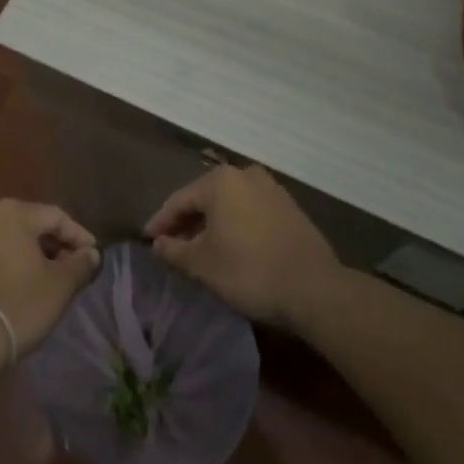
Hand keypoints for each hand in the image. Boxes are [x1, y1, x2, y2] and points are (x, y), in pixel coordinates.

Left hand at [0, 200, 100, 365]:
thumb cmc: (19, 304)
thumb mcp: (61, 285)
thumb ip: (81, 263)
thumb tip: (90, 254)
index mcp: (12, 212)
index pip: (57, 216)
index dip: (80, 236)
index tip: (94, 257)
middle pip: (31, 224)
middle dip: (55, 245)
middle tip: (74, 268)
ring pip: (11, 239)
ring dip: (33, 255)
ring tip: (50, 278)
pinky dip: (11, 263)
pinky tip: (22, 285)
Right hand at [144, 165, 341, 331]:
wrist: (314, 288)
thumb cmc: (248, 270)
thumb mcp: (202, 264)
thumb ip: (174, 250)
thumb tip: (158, 244)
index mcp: (220, 181)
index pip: (180, 200)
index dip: (161, 222)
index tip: (149, 240)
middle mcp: (246, 175)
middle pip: (206, 198)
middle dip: (188, 222)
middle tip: (173, 245)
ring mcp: (272, 189)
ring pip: (230, 204)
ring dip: (213, 224)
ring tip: (201, 248)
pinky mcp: (291, 208)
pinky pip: (251, 212)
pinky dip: (236, 225)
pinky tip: (232, 247)